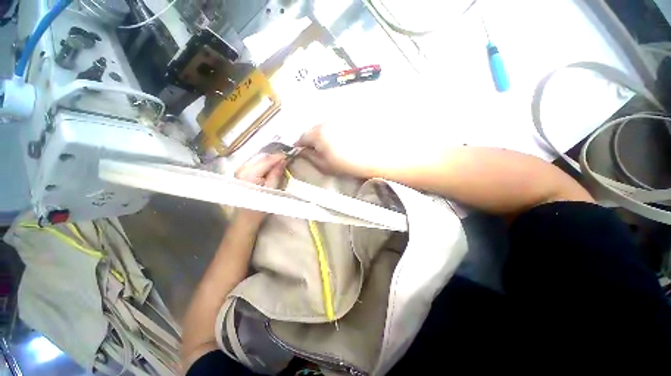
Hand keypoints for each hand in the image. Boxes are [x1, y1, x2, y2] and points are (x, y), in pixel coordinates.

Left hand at [234, 153, 285, 224]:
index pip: (266, 160)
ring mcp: (240, 169)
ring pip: (258, 159)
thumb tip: (283, 161)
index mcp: (249, 174)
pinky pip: (255, 163)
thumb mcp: (272, 190)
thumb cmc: (260, 206)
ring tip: (280, 163)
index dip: (278, 157)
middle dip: (274, 157)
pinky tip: (271, 167)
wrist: (246, 217)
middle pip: (261, 157)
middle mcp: (242, 168)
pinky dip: (264, 163)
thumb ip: (276, 174)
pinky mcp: (241, 172)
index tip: (289, 155)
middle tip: (286, 159)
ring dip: (270, 160)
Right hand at [296, 124, 379, 177]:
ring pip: (326, 126)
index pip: (302, 137)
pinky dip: (337, 131)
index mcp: (318, 133)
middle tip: (319, 150)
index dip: (301, 146)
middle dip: (313, 139)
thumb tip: (303, 152)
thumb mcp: (326, 165)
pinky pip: (338, 124)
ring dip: (326, 134)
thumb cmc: (350, 164)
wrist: (378, 156)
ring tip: (334, 146)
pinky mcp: (351, 118)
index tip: (303, 152)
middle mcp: (327, 121)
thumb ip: (311, 158)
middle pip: (314, 130)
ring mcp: (340, 118)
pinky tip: (345, 140)